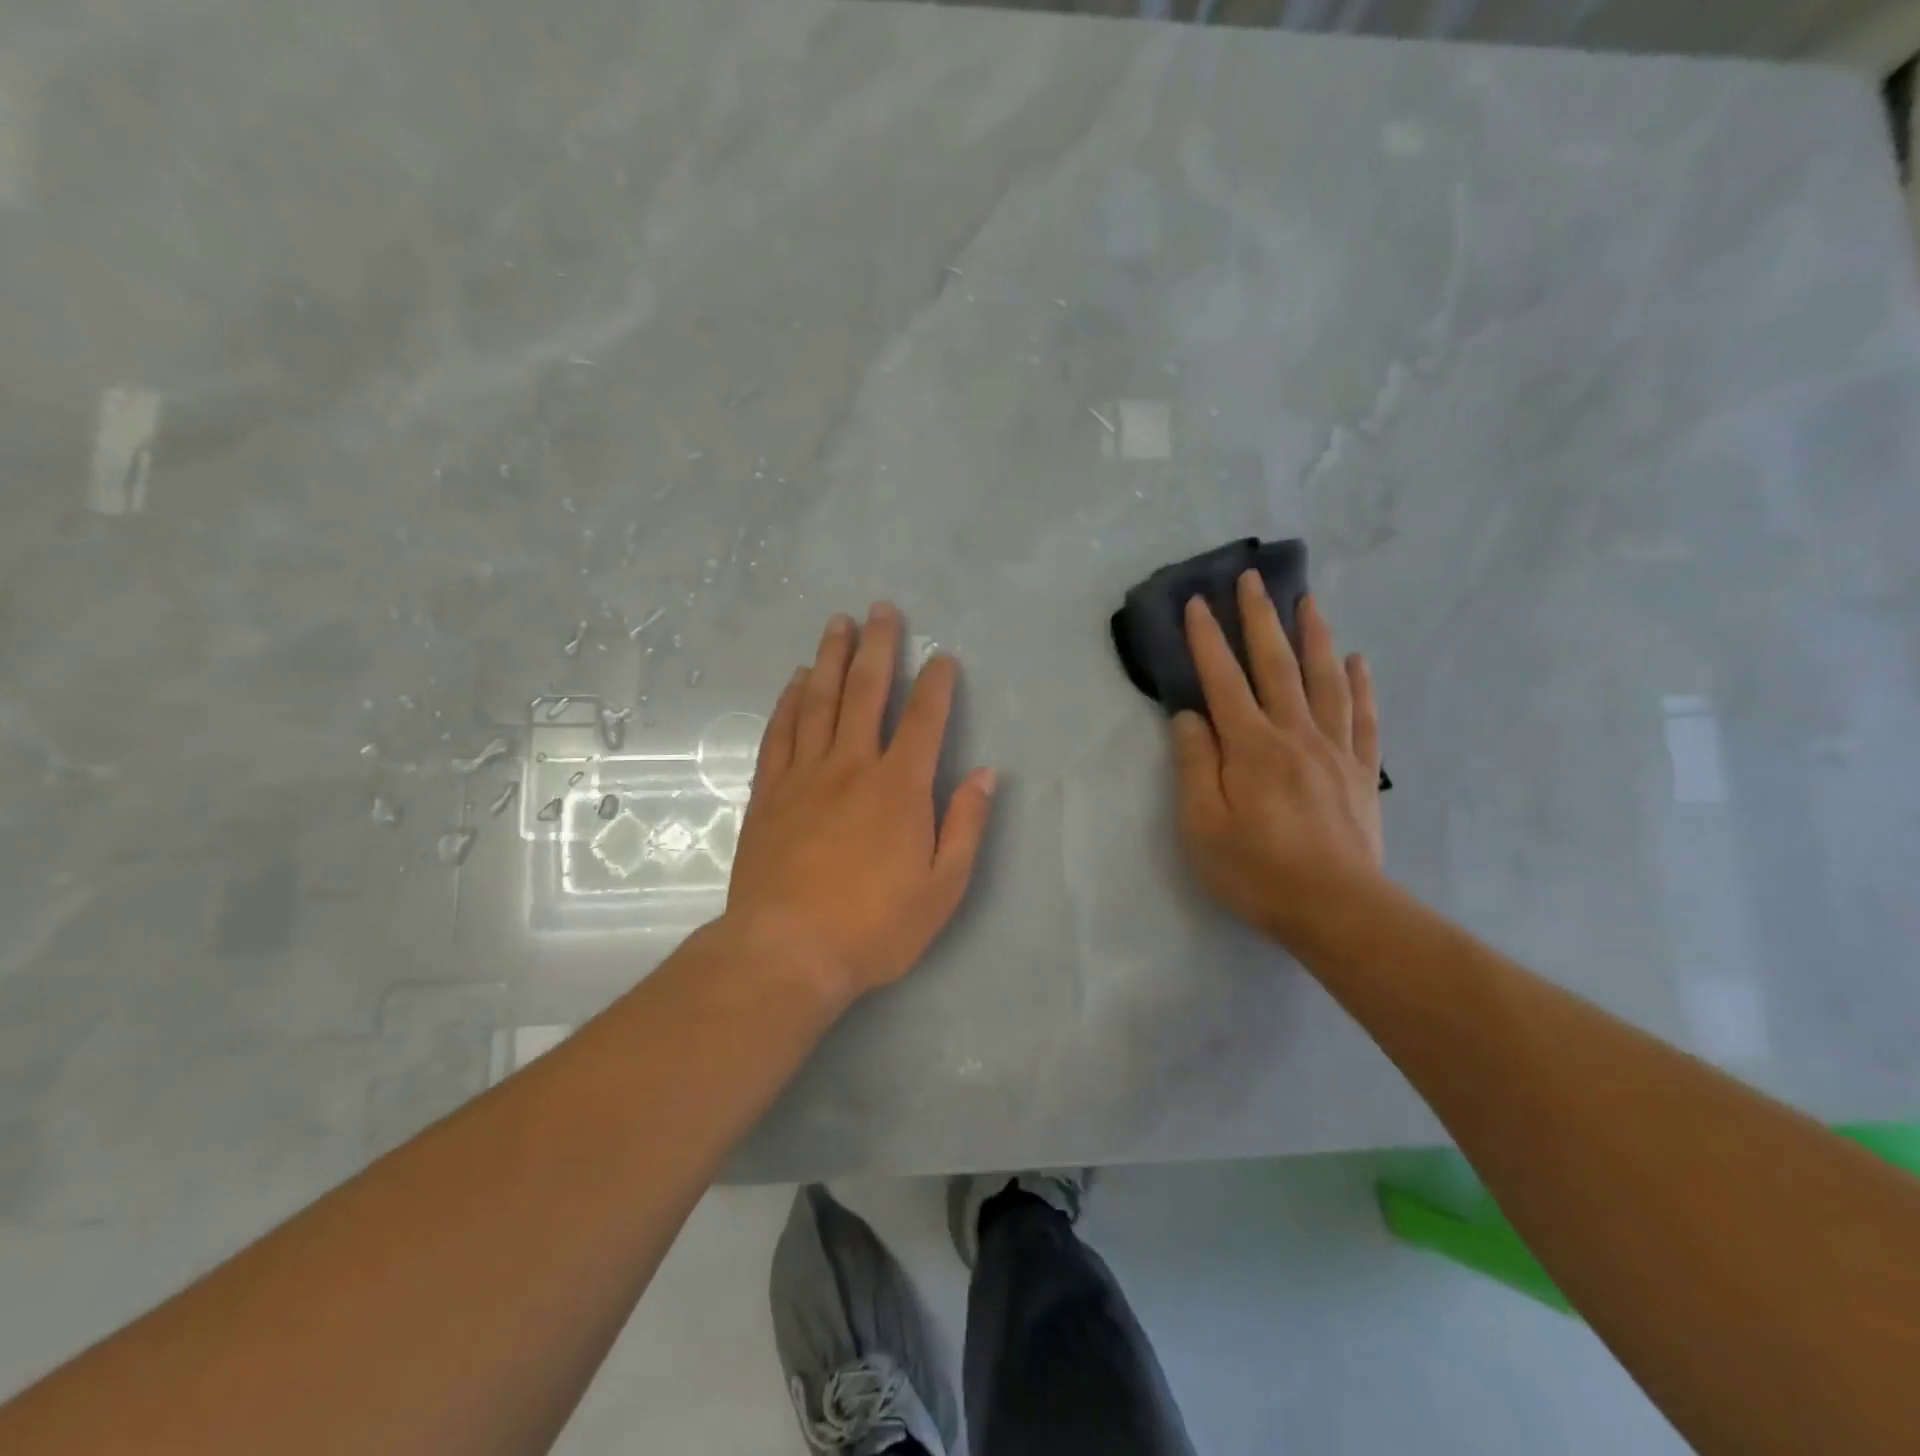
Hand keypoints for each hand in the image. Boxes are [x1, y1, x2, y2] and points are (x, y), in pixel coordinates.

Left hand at [725, 603, 995, 1003]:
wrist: (786, 952)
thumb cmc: (873, 927)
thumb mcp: (943, 888)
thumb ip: (965, 826)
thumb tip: (986, 775)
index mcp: (900, 787)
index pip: (925, 719)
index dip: (937, 683)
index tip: (941, 657)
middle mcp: (852, 765)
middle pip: (866, 691)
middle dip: (878, 646)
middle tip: (882, 609)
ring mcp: (804, 775)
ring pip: (819, 701)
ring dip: (831, 658)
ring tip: (838, 625)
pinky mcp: (768, 793)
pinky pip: (780, 733)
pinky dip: (789, 701)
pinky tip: (796, 680)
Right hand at [1170, 573, 1385, 948]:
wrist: (1337, 909)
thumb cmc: (1256, 871)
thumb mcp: (1201, 825)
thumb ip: (1195, 764)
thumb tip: (1189, 717)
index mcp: (1250, 747)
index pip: (1223, 680)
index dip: (1207, 640)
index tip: (1196, 603)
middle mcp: (1293, 735)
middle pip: (1276, 666)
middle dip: (1260, 619)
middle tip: (1253, 580)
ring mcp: (1333, 750)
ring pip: (1324, 680)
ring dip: (1314, 636)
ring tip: (1308, 601)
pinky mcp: (1360, 772)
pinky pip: (1362, 717)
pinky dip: (1360, 685)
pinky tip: (1358, 661)